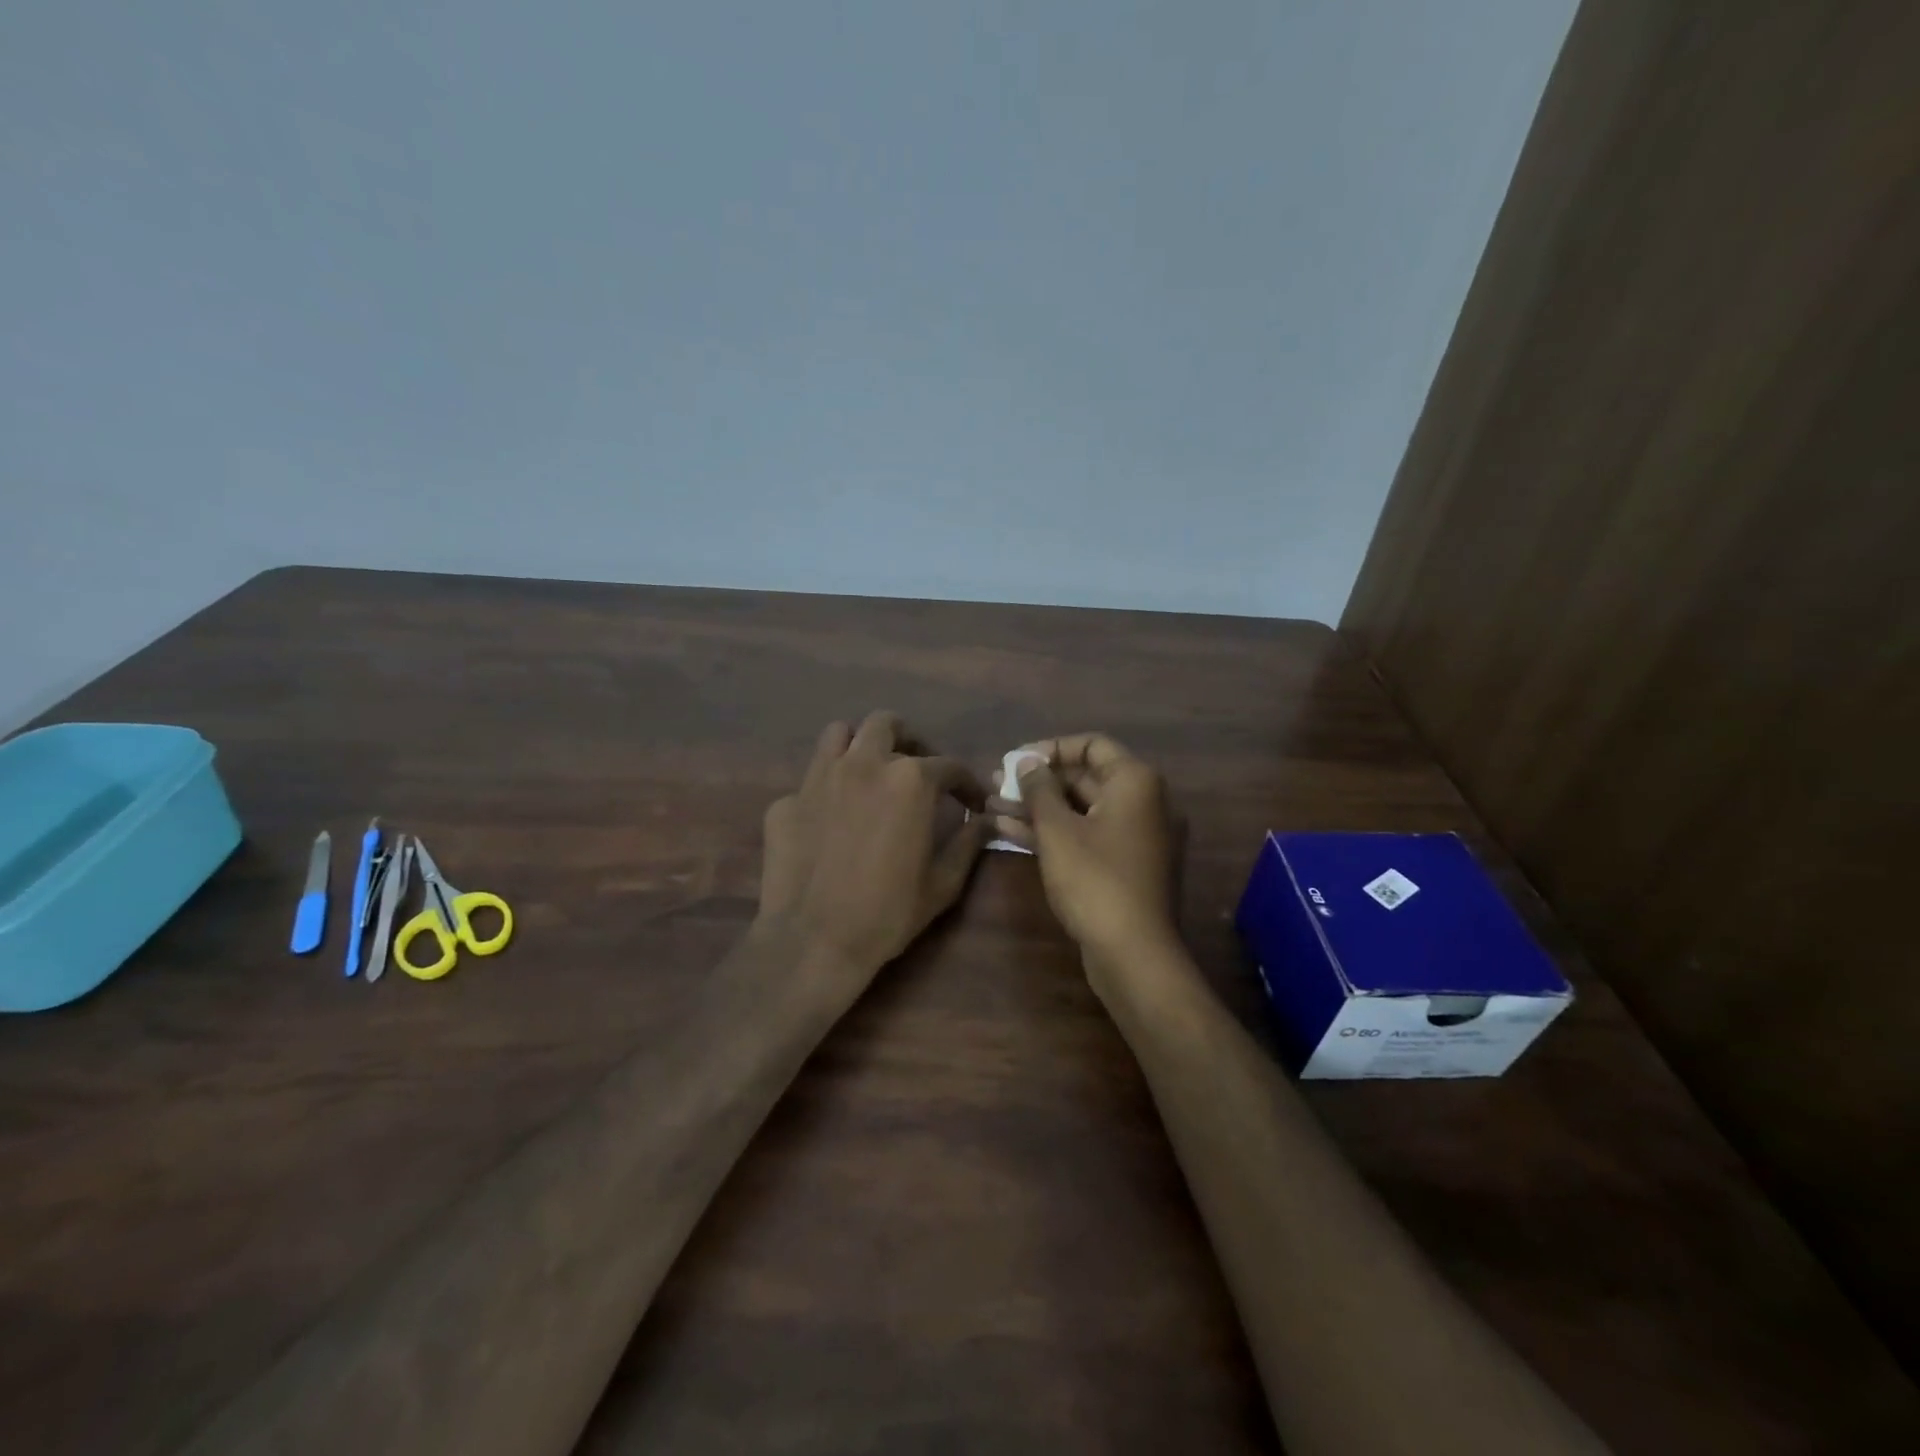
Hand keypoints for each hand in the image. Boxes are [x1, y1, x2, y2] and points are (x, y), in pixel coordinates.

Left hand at [757, 713, 990, 1001]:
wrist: (812, 942)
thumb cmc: (887, 913)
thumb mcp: (942, 884)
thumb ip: (968, 843)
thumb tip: (986, 821)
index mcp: (908, 781)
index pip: (948, 765)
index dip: (968, 783)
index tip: (972, 802)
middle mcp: (863, 764)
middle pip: (886, 725)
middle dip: (908, 741)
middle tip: (917, 769)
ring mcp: (817, 778)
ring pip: (839, 735)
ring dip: (860, 746)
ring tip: (870, 773)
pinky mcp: (785, 801)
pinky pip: (810, 780)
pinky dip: (827, 789)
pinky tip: (831, 819)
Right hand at [991, 733, 1179, 966]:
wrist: (1133, 954)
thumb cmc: (1095, 880)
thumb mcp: (1057, 830)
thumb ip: (1039, 788)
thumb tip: (1026, 761)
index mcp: (1135, 782)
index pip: (1091, 745)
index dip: (1049, 748)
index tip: (1014, 761)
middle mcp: (1142, 802)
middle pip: (1084, 777)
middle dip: (1037, 782)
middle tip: (995, 785)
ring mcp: (1135, 836)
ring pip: (1080, 810)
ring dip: (1037, 808)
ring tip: (991, 807)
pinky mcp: (1123, 865)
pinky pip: (1085, 835)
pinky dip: (1053, 832)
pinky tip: (1010, 832)